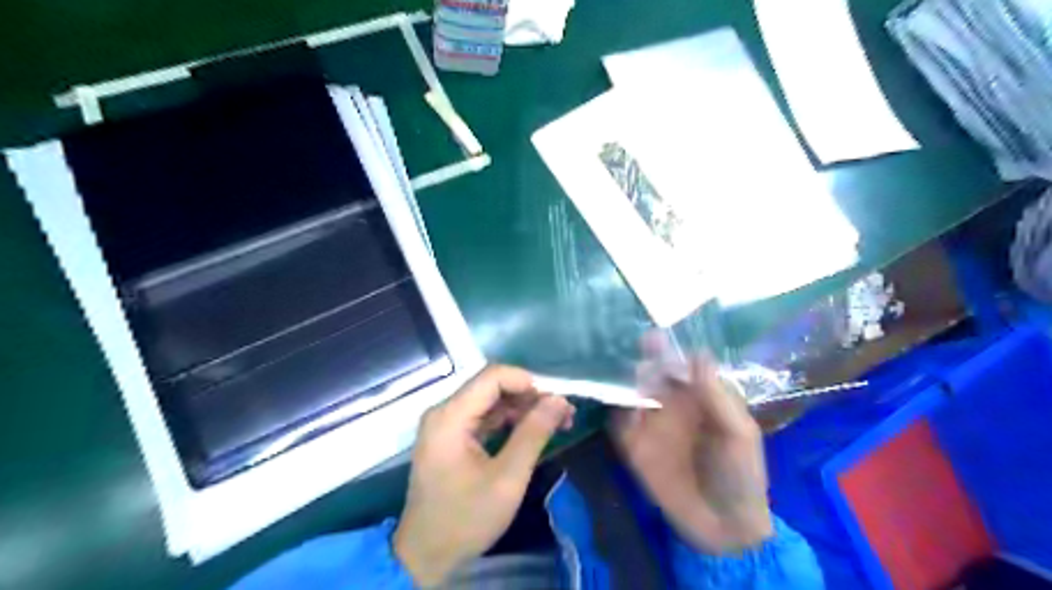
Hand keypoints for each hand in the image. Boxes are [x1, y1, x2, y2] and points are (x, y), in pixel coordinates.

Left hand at [394, 363, 573, 585]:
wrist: (426, 556)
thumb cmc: (466, 518)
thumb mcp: (507, 478)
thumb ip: (534, 434)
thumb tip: (559, 400)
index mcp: (450, 416)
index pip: (492, 377)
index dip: (527, 382)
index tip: (556, 401)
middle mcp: (444, 412)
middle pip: (492, 387)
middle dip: (530, 397)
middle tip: (563, 415)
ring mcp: (446, 425)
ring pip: (491, 402)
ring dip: (523, 409)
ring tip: (557, 423)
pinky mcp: (451, 438)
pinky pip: (484, 418)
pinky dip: (509, 422)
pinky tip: (533, 432)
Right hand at [609, 339, 770, 555]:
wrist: (725, 526)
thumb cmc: (741, 474)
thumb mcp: (738, 434)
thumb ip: (717, 397)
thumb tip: (698, 353)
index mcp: (699, 397)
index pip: (679, 365)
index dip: (668, 350)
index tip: (657, 337)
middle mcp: (671, 404)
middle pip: (651, 374)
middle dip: (643, 360)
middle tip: (639, 356)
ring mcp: (651, 424)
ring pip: (631, 393)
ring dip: (625, 383)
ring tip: (626, 378)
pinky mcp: (635, 447)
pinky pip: (619, 424)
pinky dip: (616, 414)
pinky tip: (622, 411)